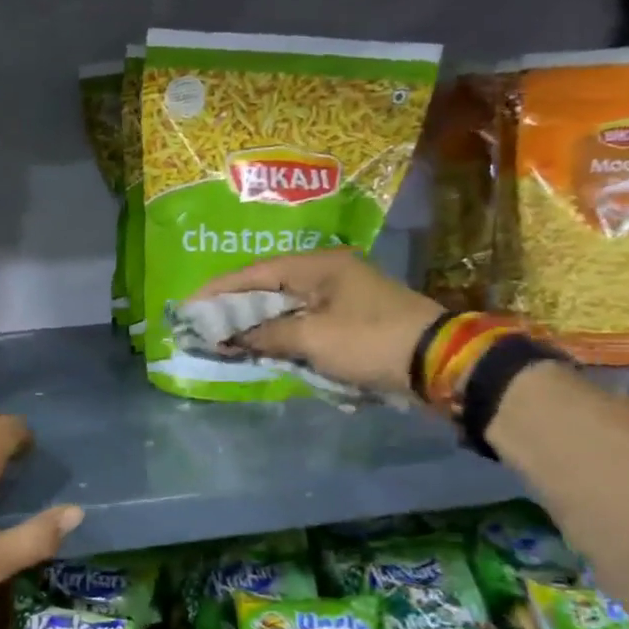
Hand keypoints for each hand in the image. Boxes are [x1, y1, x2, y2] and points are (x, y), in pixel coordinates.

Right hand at [193, 251, 443, 394]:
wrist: (439, 363)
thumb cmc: (370, 341)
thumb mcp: (313, 339)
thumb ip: (266, 334)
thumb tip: (230, 338)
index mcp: (318, 265)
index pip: (256, 272)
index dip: (220, 289)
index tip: (189, 305)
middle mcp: (327, 273)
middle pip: (268, 287)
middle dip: (234, 307)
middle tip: (202, 323)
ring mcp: (340, 296)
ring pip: (285, 306)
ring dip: (256, 322)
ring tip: (223, 337)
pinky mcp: (349, 319)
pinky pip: (302, 322)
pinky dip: (279, 333)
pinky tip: (260, 346)